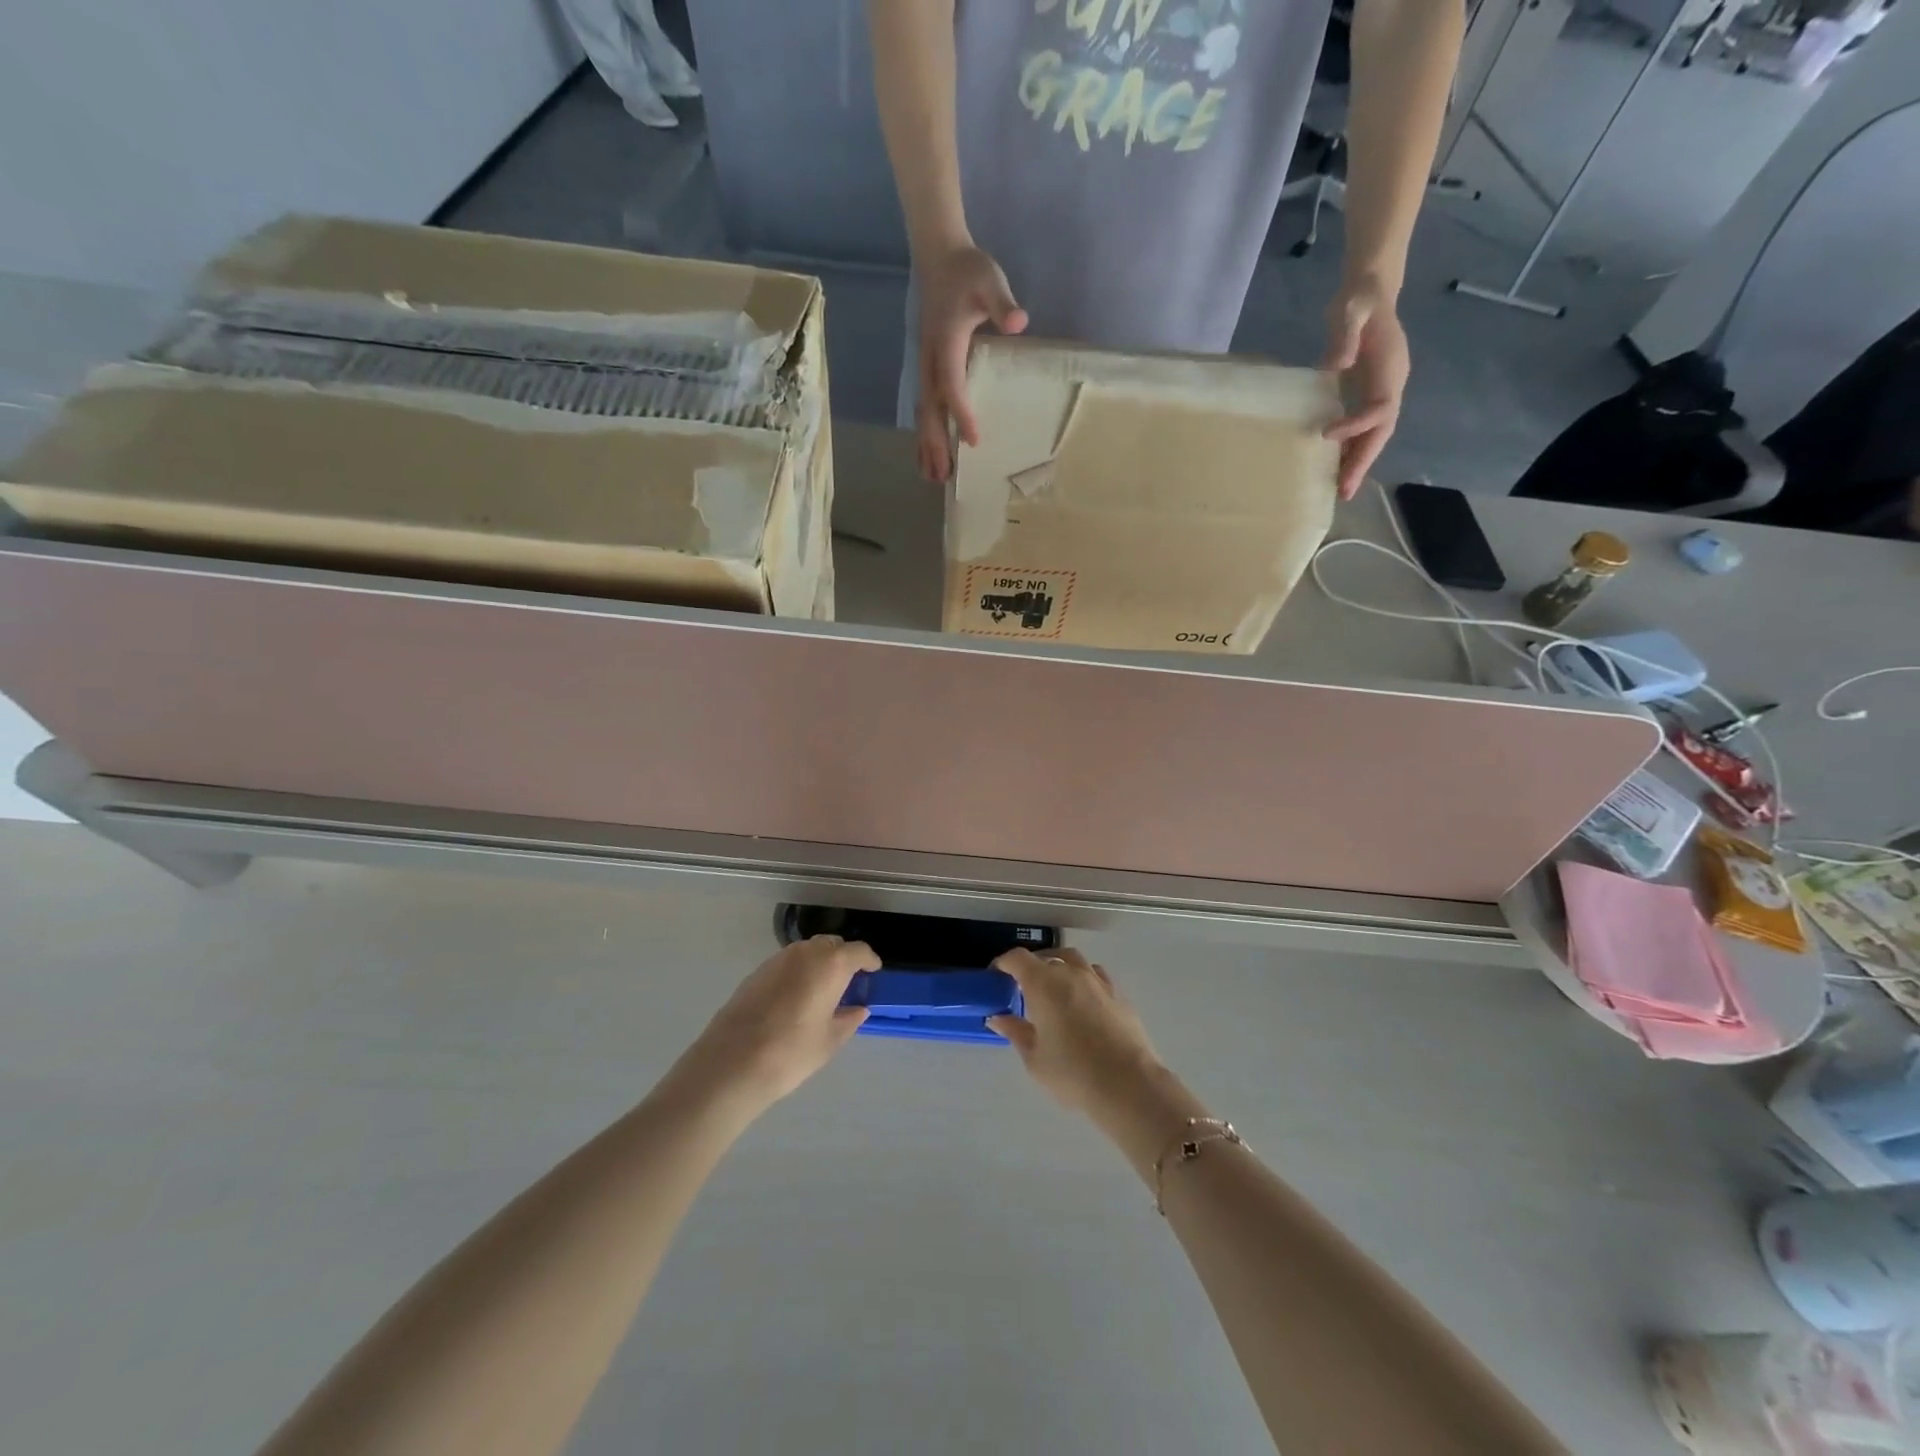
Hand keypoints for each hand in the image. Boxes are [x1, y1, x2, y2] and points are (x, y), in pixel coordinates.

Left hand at [672, 936, 878, 1114]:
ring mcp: (777, 960)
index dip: (869, 960)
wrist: (731, 1064)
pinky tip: (795, 998)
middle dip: (843, 958)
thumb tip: (858, 1009)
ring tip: (822, 990)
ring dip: (818, 963)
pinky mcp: (756, 972)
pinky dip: (797, 972)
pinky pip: (786, 964)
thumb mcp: (829, 1041)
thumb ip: (848, 1020)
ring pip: (806, 951)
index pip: (858, 951)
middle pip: (831, 945)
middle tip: (848, 981)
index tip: (874, 971)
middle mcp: (805, 953)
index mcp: (830, 964)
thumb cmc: (791, 1052)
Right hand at [914, 244, 1027, 482]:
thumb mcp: (989, 280)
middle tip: (944, 475)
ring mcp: (925, 365)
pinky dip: (925, 432)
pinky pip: (924, 406)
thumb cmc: (968, 271)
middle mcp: (930, 359)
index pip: (951, 383)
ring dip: (926, 445)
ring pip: (923, 412)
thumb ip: (1002, 302)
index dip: (960, 412)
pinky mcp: (927, 368)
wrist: (939, 257)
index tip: (972, 439)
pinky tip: (928, 454)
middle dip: (935, 442)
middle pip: (929, 408)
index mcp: (945, 343)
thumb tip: (1017, 321)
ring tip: (933, 477)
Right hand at [987, 948, 1162, 1113]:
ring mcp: (1098, 981)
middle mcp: (1071, 973)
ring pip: (1075, 960)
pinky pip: (1096, 976)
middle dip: (1032, 966)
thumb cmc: (1072, 1072)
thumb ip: (1016, 1032)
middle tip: (1024, 988)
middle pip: (1047, 956)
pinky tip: (1083, 1002)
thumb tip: (999, 1019)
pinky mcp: (1119, 995)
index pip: (1018, 958)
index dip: (1003, 963)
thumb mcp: (1035, 1058)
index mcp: (1044, 983)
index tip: (996, 976)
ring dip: (1060, 968)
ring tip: (1054, 989)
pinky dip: (1084, 980)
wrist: (1128, 1084)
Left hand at [1323, 278, 1409, 500]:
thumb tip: (1337, 364)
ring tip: (1341, 490)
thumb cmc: (1358, 299)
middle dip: (1364, 460)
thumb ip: (1345, 334)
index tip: (1327, 434)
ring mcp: (1384, 389)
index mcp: (1391, 366)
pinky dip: (1353, 449)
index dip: (1359, 424)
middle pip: (1383, 430)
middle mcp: (1393, 383)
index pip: (1382, 406)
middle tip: (1344, 490)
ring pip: (1376, 434)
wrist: (1369, 292)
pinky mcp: (1370, 393)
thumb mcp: (1350, 309)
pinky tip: (1337, 468)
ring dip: (1359, 462)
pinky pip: (1365, 428)